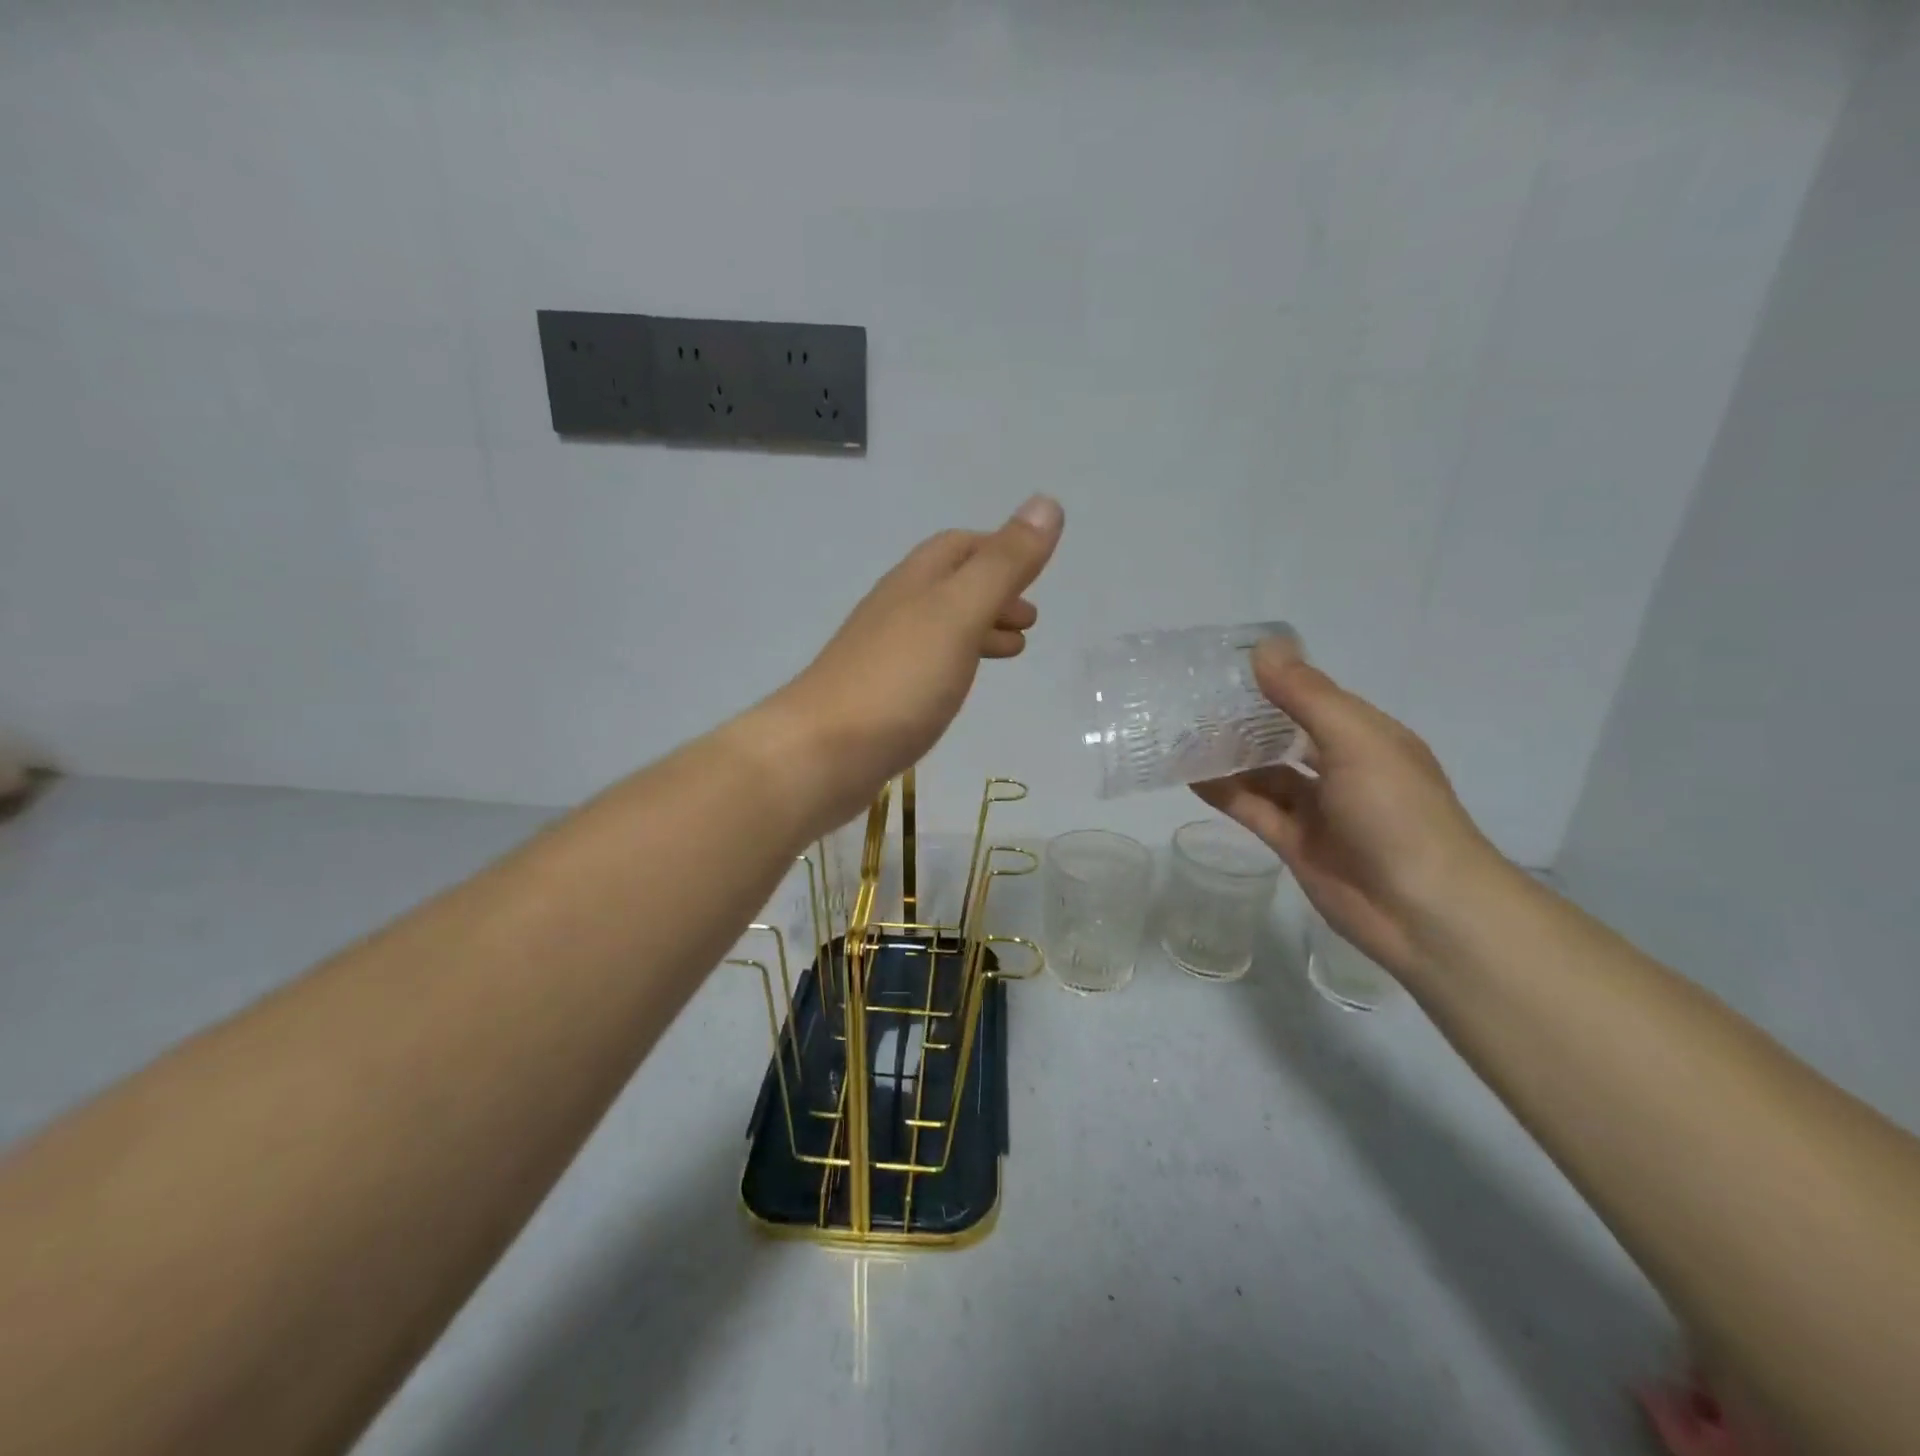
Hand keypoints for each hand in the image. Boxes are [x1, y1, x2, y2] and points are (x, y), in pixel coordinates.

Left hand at [763, 495, 1063, 835]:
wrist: (822, 753)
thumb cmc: (899, 679)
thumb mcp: (959, 614)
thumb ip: (1003, 565)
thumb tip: (1047, 503)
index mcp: (915, 582)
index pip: (958, 546)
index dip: (999, 550)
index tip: (1035, 570)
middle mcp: (895, 610)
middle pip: (949, 585)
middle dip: (994, 593)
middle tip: (1030, 620)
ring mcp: (882, 655)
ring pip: (939, 627)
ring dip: (979, 629)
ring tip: (1013, 651)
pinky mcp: (880, 696)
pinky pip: (927, 665)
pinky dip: (957, 662)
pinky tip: (961, 687)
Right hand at [1192, 642, 1507, 978]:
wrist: (1422, 910)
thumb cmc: (1397, 812)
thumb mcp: (1355, 740)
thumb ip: (1305, 696)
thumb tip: (1261, 648)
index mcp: (1365, 737)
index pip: (1312, 698)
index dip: (1272, 681)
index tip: (1222, 665)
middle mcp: (1341, 768)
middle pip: (1284, 736)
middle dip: (1244, 720)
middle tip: (1190, 701)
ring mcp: (1317, 809)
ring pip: (1264, 773)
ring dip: (1229, 756)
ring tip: (1181, 735)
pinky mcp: (1293, 843)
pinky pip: (1252, 809)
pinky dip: (1224, 793)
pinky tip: (1191, 776)